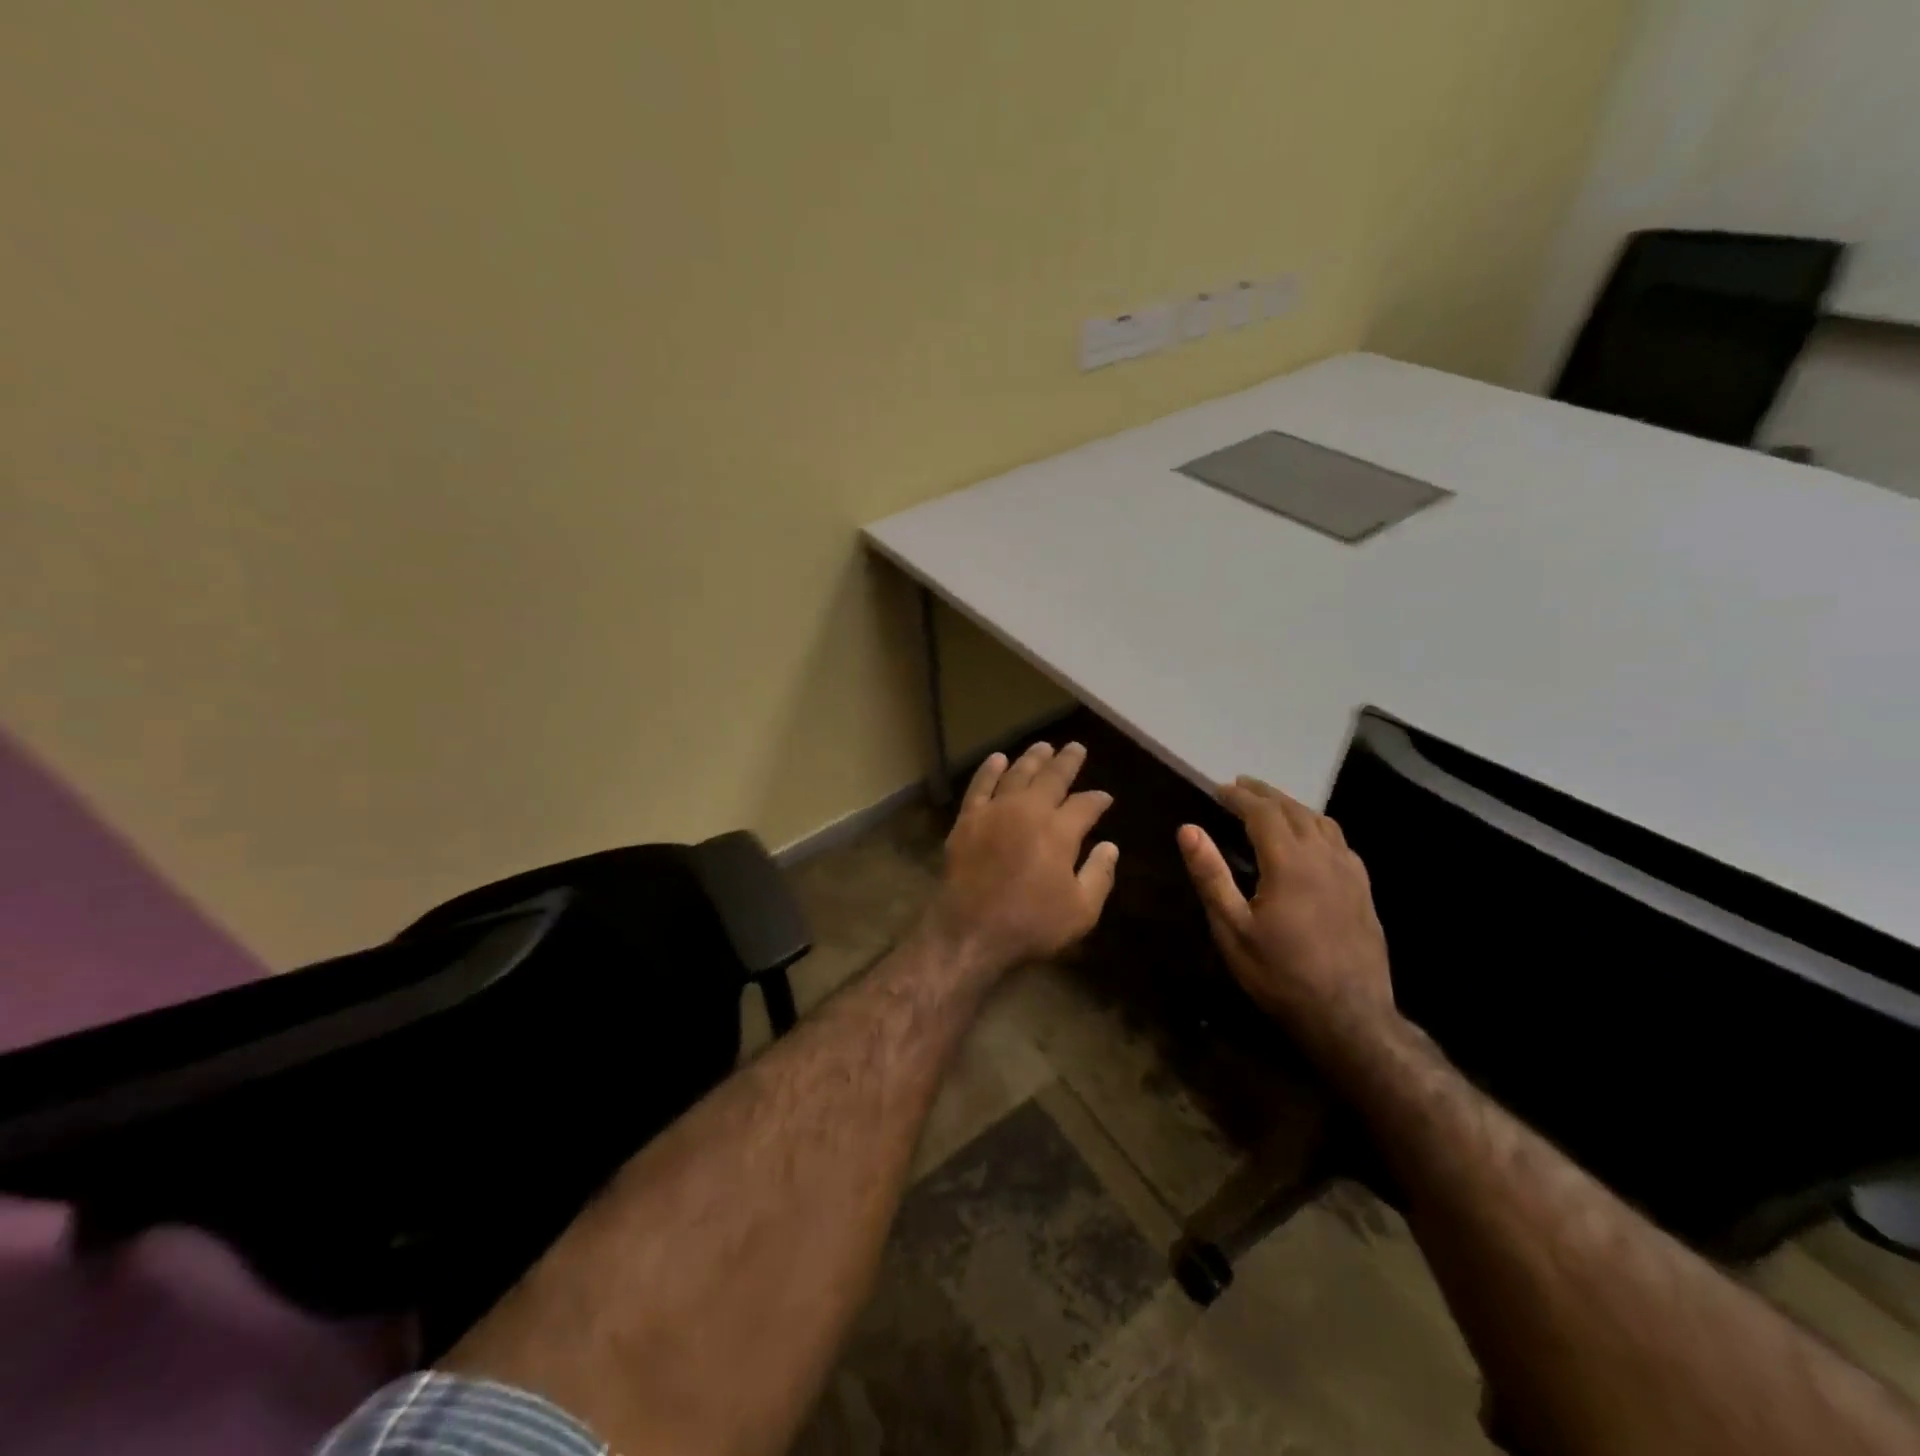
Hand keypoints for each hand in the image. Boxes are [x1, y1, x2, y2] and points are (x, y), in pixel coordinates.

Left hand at [926, 741, 1118, 972]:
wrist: (970, 932)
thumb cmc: (1031, 925)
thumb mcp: (1081, 911)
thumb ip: (1100, 875)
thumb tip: (1110, 846)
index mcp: (1060, 831)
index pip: (1086, 805)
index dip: (1098, 800)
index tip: (1105, 797)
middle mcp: (1029, 811)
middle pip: (1052, 777)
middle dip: (1067, 762)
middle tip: (1076, 748)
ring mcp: (995, 811)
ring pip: (1017, 773)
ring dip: (1032, 758)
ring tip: (1044, 746)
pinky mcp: (968, 819)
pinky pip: (980, 786)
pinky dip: (989, 770)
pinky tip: (998, 759)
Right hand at [1178, 777, 1393, 1051]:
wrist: (1350, 1016)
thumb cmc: (1280, 974)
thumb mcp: (1232, 928)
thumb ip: (1210, 874)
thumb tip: (1188, 829)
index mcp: (1290, 862)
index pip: (1263, 812)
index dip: (1239, 796)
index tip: (1218, 788)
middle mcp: (1324, 857)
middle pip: (1294, 810)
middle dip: (1265, 794)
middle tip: (1241, 786)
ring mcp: (1349, 872)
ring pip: (1321, 822)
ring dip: (1293, 806)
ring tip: (1271, 804)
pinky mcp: (1363, 890)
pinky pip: (1339, 842)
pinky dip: (1317, 826)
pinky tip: (1311, 839)